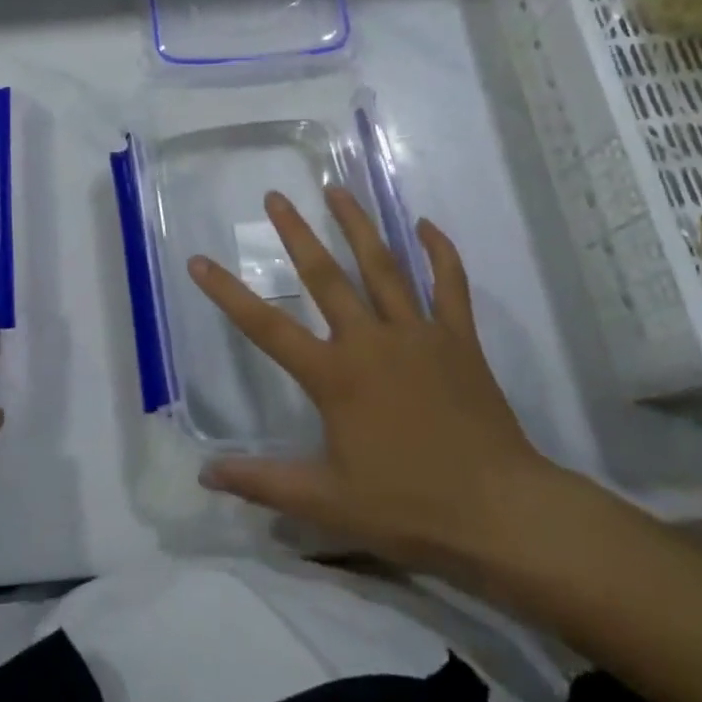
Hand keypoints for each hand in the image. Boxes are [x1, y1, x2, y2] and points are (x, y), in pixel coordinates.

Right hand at [186, 188, 569, 583]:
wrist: (502, 513)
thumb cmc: (409, 507)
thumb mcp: (326, 503)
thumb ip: (263, 482)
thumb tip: (205, 474)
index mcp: (334, 375)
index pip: (266, 326)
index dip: (228, 293)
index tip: (199, 260)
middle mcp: (370, 340)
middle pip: (325, 276)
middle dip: (296, 233)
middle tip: (276, 196)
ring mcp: (418, 333)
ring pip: (383, 266)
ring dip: (357, 225)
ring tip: (337, 188)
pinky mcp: (459, 339)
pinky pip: (449, 285)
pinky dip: (439, 252)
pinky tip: (426, 225)